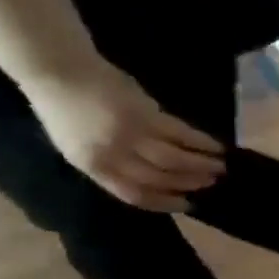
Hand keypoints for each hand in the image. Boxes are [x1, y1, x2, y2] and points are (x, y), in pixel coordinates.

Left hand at [22, 64, 225, 211]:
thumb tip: (152, 175)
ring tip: (221, 167)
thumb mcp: (79, 147)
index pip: (135, 194)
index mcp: (93, 166)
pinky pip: (181, 134)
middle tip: (211, 183)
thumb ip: (113, 163)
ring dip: (201, 165)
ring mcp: (132, 134)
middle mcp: (114, 155)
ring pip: (175, 159)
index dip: (165, 203)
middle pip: (160, 178)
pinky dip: (202, 142)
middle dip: (189, 183)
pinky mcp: (147, 114)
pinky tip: (216, 146)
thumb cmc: (65, 111)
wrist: (58, 73)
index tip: (188, 205)